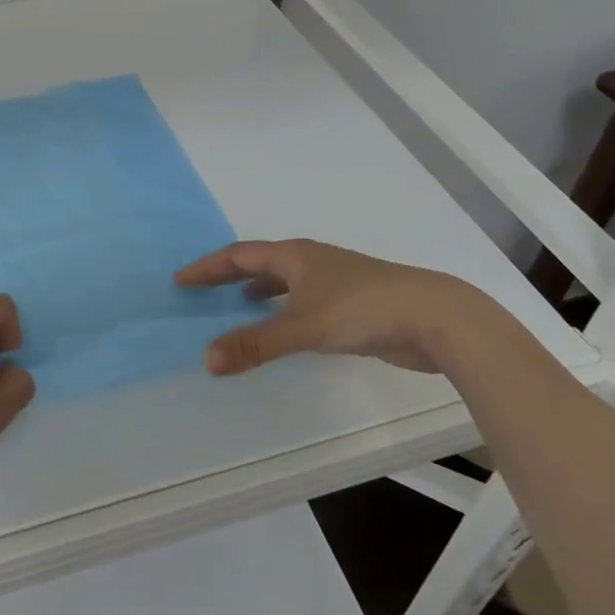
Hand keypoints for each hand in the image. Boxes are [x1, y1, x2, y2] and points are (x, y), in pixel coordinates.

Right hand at [175, 239, 502, 375]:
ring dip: (257, 290)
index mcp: (294, 255)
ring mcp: (333, 281)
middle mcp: (310, 261)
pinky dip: (282, 309)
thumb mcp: (303, 327)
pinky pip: (302, 300)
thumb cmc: (362, 309)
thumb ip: (255, 343)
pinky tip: (285, 327)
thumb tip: (206, 359)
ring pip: (284, 280)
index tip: (180, 279)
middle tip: (201, 289)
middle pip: (259, 262)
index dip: (208, 267)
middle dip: (229, 275)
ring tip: (237, 303)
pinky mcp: (351, 303)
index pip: (238, 255)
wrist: (434, 317)